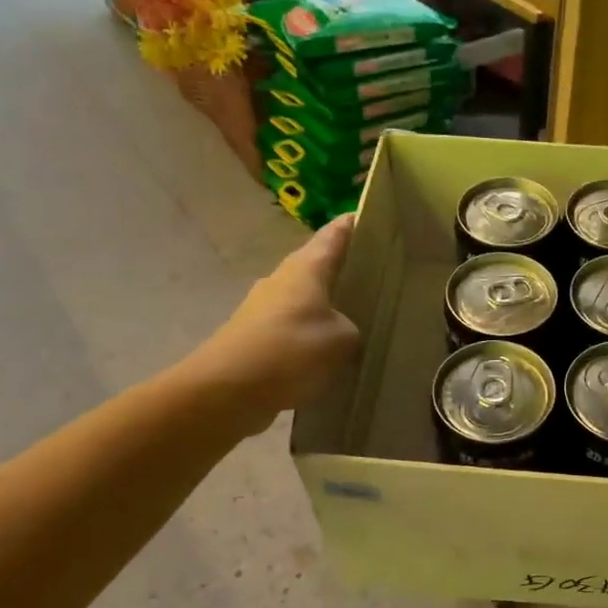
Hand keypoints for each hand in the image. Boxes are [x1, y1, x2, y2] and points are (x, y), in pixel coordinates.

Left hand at [190, 215, 361, 432]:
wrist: (227, 390)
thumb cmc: (290, 351)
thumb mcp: (342, 340)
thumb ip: (353, 330)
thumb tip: (347, 334)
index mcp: (307, 267)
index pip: (335, 233)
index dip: (356, 223)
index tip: (377, 217)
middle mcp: (283, 279)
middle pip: (319, 265)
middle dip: (346, 268)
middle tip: (380, 275)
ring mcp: (265, 308)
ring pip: (306, 298)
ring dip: (329, 305)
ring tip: (361, 318)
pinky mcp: (257, 337)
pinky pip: (295, 328)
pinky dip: (313, 334)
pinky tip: (331, 353)